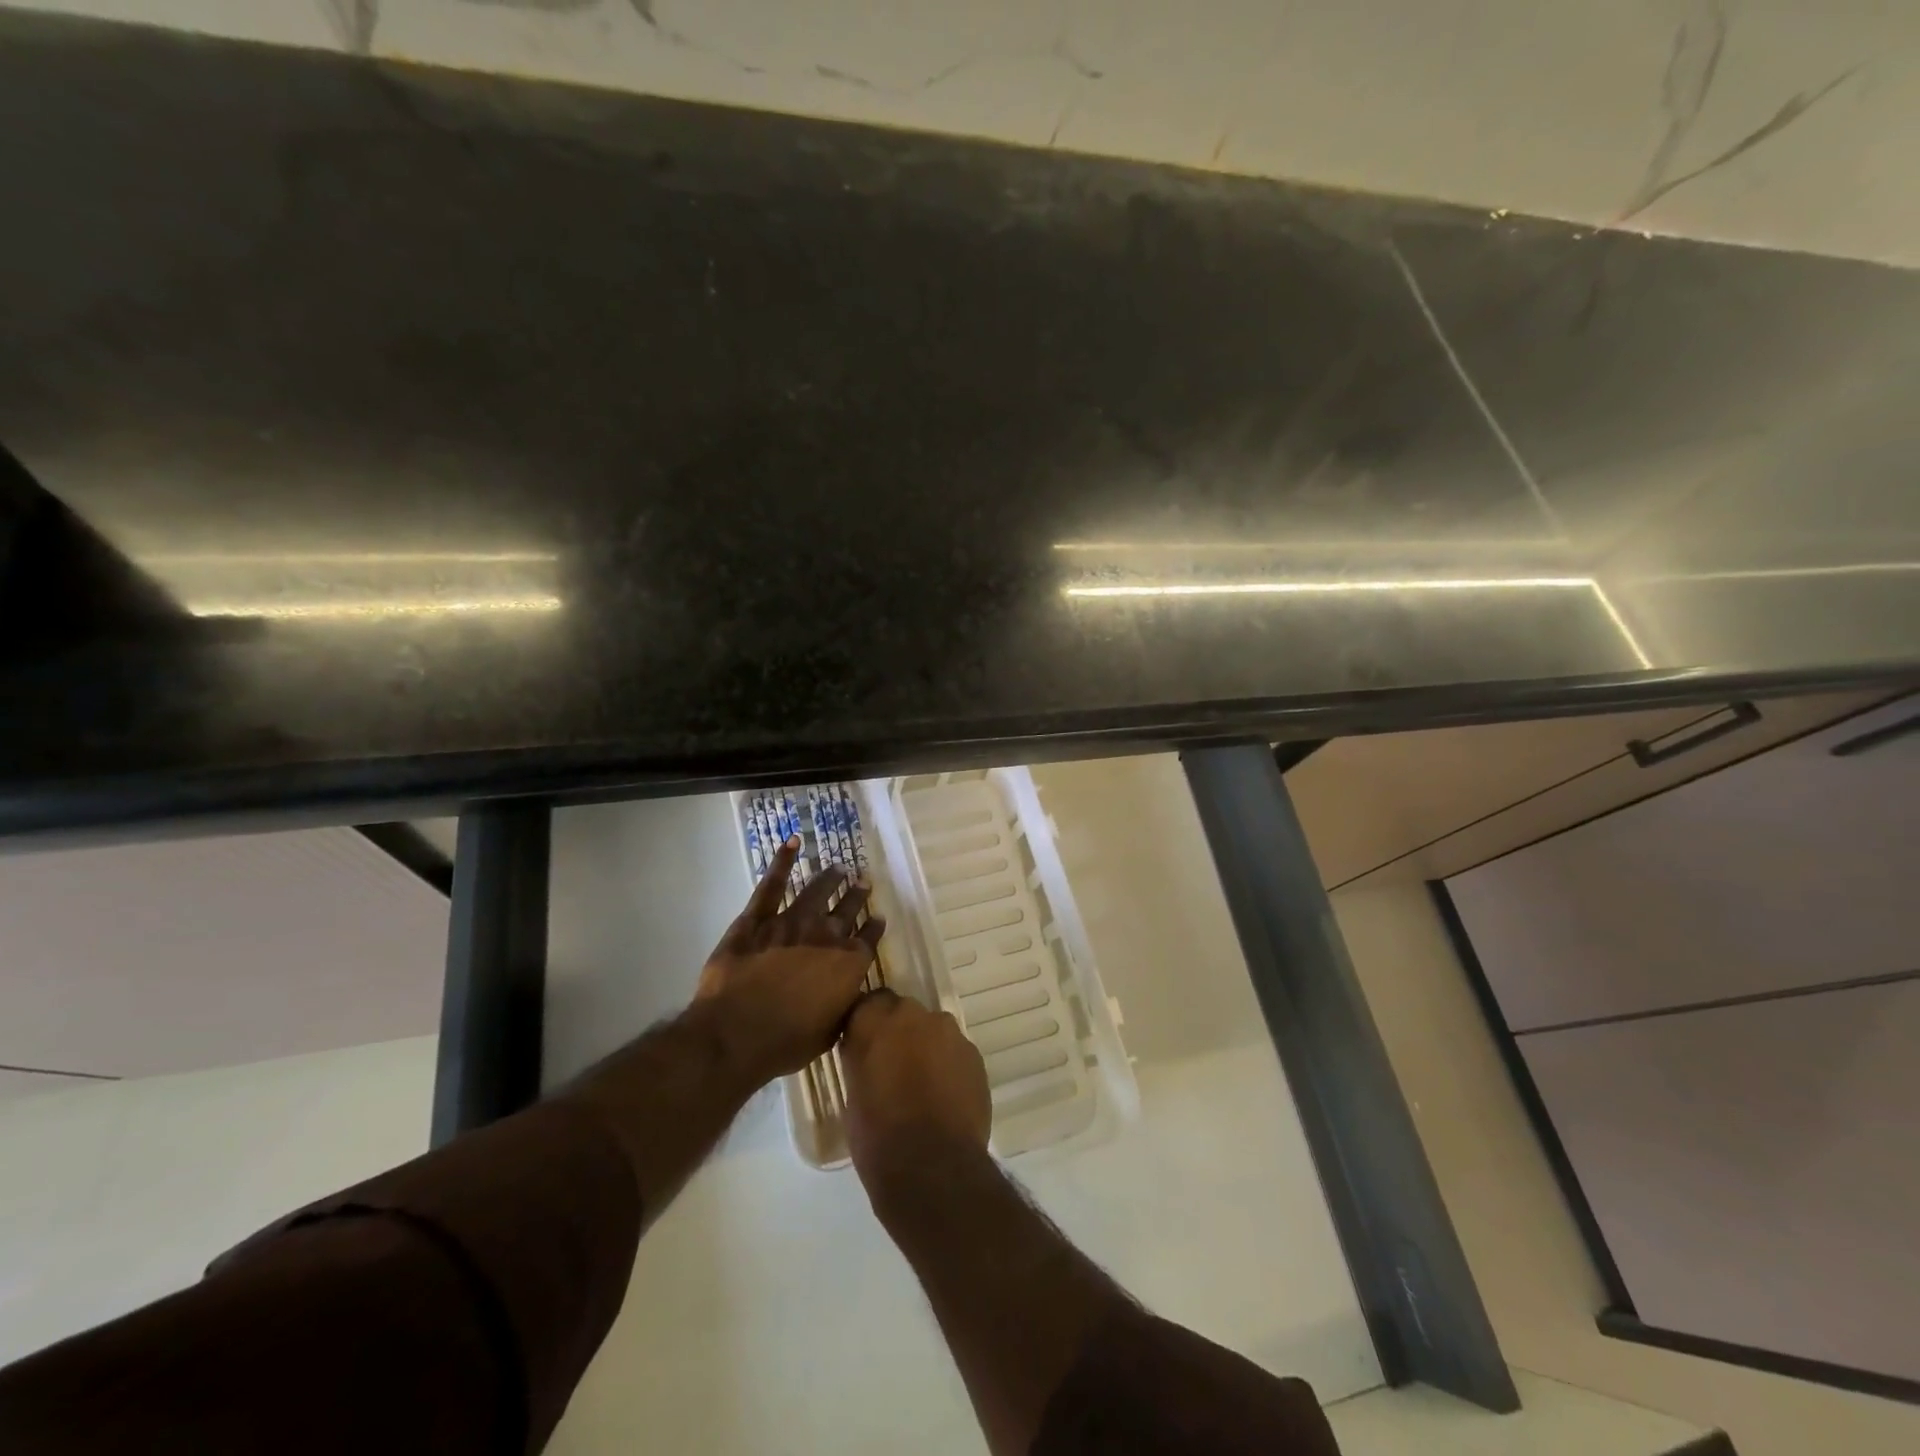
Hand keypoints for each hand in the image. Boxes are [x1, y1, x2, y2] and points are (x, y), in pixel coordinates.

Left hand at [694, 836, 882, 1087]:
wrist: (736, 1034)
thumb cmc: (786, 1042)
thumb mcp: (831, 1033)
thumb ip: (846, 1006)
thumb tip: (855, 994)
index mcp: (847, 965)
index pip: (868, 939)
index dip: (874, 927)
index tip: (879, 916)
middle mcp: (825, 936)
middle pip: (847, 909)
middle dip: (857, 895)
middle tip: (863, 881)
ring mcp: (790, 922)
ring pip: (816, 891)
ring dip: (830, 877)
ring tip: (839, 866)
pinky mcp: (757, 920)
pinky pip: (771, 885)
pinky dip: (782, 862)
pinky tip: (791, 843)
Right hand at [842, 990, 991, 1192]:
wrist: (932, 1168)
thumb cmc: (877, 1136)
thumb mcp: (852, 1095)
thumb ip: (861, 1059)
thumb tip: (867, 1052)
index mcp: (876, 1022)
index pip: (870, 1003)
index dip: (869, 1023)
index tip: (866, 1043)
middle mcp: (914, 1016)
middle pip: (905, 1014)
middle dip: (900, 1033)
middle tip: (894, 1067)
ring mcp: (949, 1033)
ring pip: (934, 1032)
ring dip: (927, 1048)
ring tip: (923, 1086)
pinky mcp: (975, 1056)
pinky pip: (956, 1053)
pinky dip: (949, 1067)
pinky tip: (945, 1098)